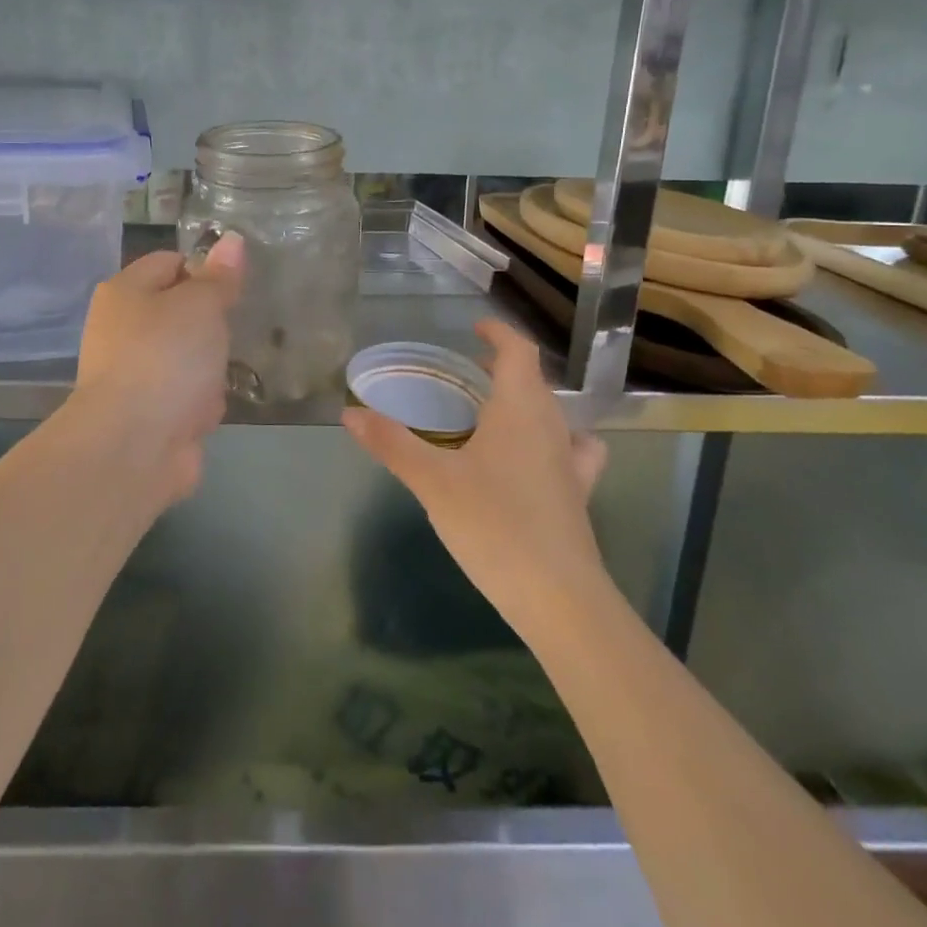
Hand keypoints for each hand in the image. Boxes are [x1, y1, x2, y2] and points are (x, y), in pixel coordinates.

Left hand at [75, 233, 244, 501]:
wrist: (133, 446)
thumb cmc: (166, 358)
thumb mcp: (201, 305)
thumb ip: (219, 276)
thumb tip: (232, 239)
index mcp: (124, 292)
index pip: (169, 262)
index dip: (205, 268)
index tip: (236, 286)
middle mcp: (121, 329)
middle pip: (179, 312)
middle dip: (211, 324)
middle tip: (235, 327)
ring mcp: (132, 373)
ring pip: (186, 356)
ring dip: (209, 367)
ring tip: (225, 372)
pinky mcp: (146, 413)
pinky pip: (184, 395)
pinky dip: (199, 402)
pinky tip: (209, 410)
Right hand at [343, 319, 609, 642]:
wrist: (558, 597)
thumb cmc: (493, 524)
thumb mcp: (432, 482)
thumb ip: (391, 443)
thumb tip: (349, 413)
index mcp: (520, 409)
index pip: (519, 351)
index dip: (499, 333)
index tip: (476, 328)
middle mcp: (552, 426)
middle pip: (535, 381)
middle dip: (505, 367)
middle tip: (470, 371)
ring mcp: (571, 463)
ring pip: (554, 415)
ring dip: (528, 403)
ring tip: (497, 412)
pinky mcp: (578, 496)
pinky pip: (572, 453)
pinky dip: (555, 443)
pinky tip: (537, 462)